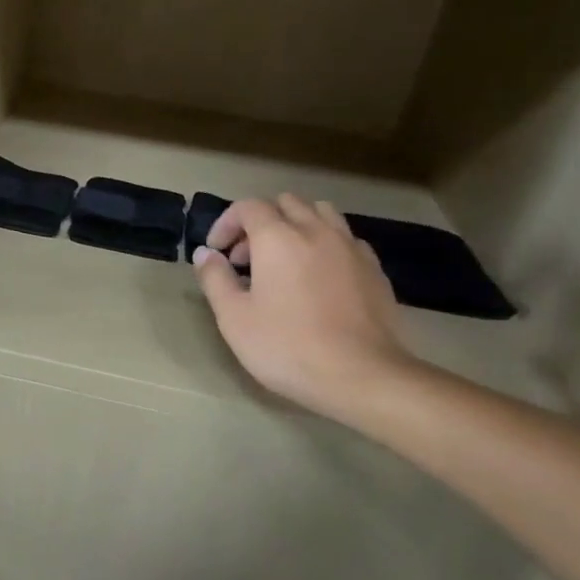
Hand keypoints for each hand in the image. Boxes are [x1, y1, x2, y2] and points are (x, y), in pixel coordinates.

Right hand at [193, 194, 415, 418]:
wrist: (362, 376)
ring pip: (320, 213)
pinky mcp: (374, 268)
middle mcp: (316, 230)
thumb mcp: (234, 317)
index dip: (226, 223)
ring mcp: (351, 247)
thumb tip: (205, 253)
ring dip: (296, 225)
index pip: (248, 207)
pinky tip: (318, 276)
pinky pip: (345, 238)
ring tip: (284, 260)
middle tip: (246, 258)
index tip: (217, 253)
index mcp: (278, 238)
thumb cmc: (287, 346)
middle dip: (260, 222)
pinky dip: (324, 244)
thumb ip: (215, 278)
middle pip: (286, 203)